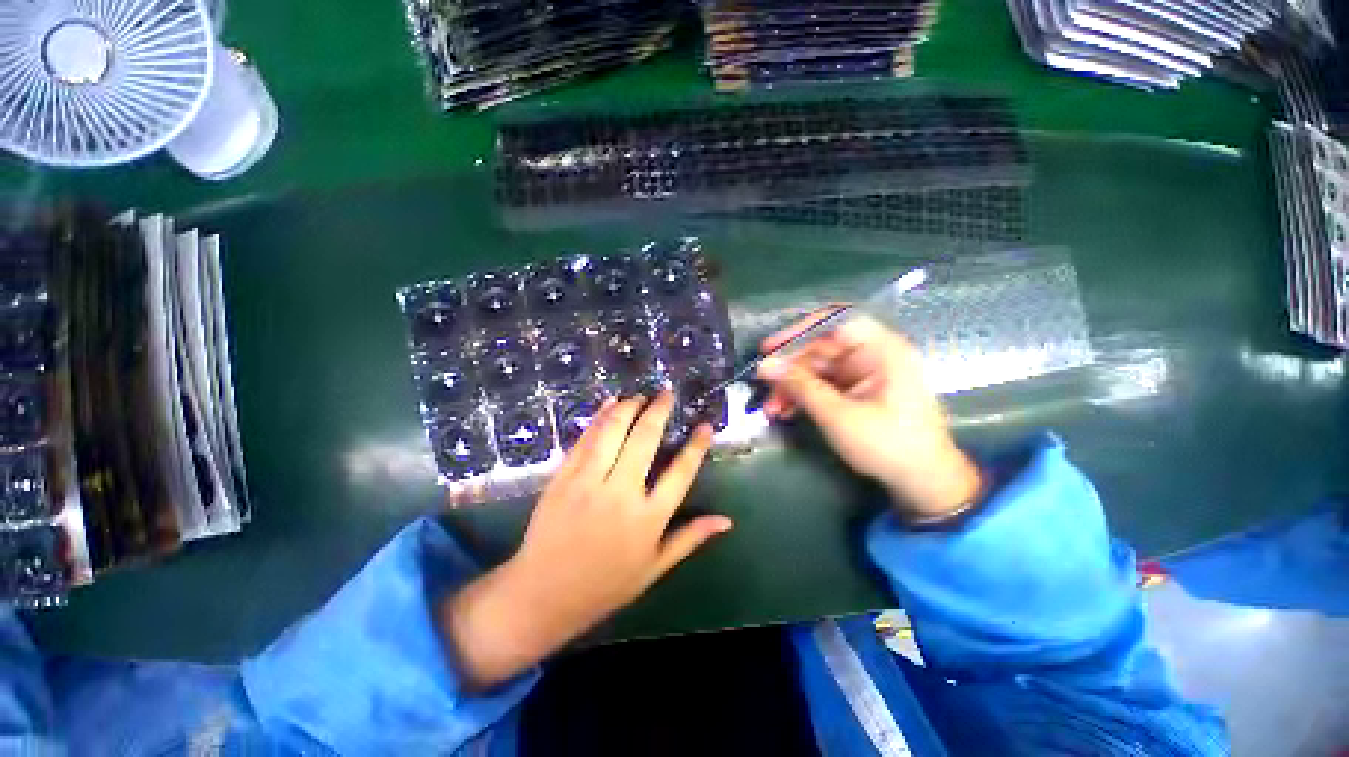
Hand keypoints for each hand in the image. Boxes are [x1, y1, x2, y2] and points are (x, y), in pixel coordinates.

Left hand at [440, 393, 729, 689]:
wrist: (542, 596)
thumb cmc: (605, 585)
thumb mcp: (654, 568)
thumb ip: (690, 539)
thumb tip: (726, 520)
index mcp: (648, 519)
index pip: (681, 473)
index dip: (696, 446)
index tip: (705, 425)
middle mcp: (621, 494)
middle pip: (644, 440)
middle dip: (658, 411)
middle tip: (667, 394)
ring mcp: (588, 482)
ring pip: (612, 432)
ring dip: (628, 408)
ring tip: (640, 396)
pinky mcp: (563, 478)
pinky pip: (585, 440)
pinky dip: (599, 418)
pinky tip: (610, 403)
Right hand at [757, 312, 982, 519]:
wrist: (924, 483)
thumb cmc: (889, 445)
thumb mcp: (839, 416)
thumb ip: (800, 387)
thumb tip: (765, 365)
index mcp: (880, 349)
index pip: (835, 321)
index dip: (799, 330)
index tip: (770, 348)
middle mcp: (871, 355)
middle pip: (820, 348)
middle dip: (789, 369)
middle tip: (763, 387)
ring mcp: (863, 374)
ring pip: (817, 369)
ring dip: (792, 386)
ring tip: (771, 408)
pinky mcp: (856, 391)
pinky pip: (822, 385)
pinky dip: (803, 396)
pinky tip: (785, 411)